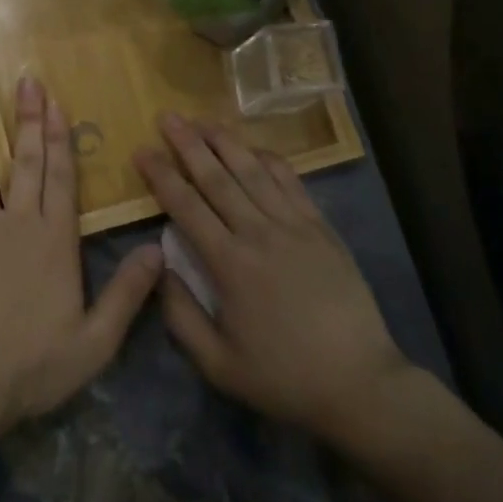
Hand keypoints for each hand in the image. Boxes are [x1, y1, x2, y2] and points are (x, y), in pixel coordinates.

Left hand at [0, 78, 163, 449]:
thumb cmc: (31, 363)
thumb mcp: (93, 342)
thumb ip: (127, 295)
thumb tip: (158, 251)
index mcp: (54, 240)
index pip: (61, 177)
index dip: (60, 137)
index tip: (56, 102)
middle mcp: (18, 222)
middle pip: (26, 160)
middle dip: (27, 119)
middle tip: (25, 81)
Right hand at [135, 114, 417, 450]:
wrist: (360, 384)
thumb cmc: (284, 378)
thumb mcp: (218, 365)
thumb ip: (181, 315)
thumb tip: (158, 267)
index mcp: (230, 265)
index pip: (186, 207)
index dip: (161, 175)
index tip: (141, 150)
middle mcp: (259, 233)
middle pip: (217, 177)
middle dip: (188, 144)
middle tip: (167, 117)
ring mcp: (294, 226)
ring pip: (252, 171)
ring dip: (225, 142)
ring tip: (203, 119)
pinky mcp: (321, 228)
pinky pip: (291, 183)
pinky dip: (269, 160)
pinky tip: (254, 148)